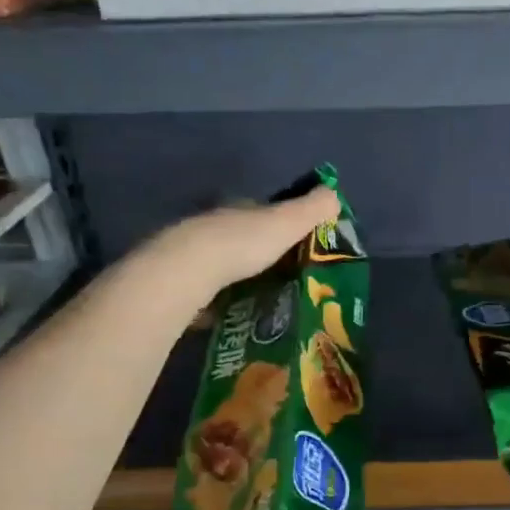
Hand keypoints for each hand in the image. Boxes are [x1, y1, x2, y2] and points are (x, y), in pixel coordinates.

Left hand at [146, 186, 339, 299]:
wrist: (186, 272)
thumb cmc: (241, 244)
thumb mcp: (286, 223)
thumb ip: (311, 209)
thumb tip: (334, 193)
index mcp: (237, 210)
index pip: (261, 212)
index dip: (280, 224)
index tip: (295, 243)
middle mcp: (211, 226)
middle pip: (239, 237)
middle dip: (257, 253)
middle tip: (281, 276)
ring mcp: (189, 254)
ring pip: (219, 263)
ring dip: (236, 276)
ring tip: (259, 299)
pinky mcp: (176, 283)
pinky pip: (202, 290)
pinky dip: (216, 299)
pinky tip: (228, 315)